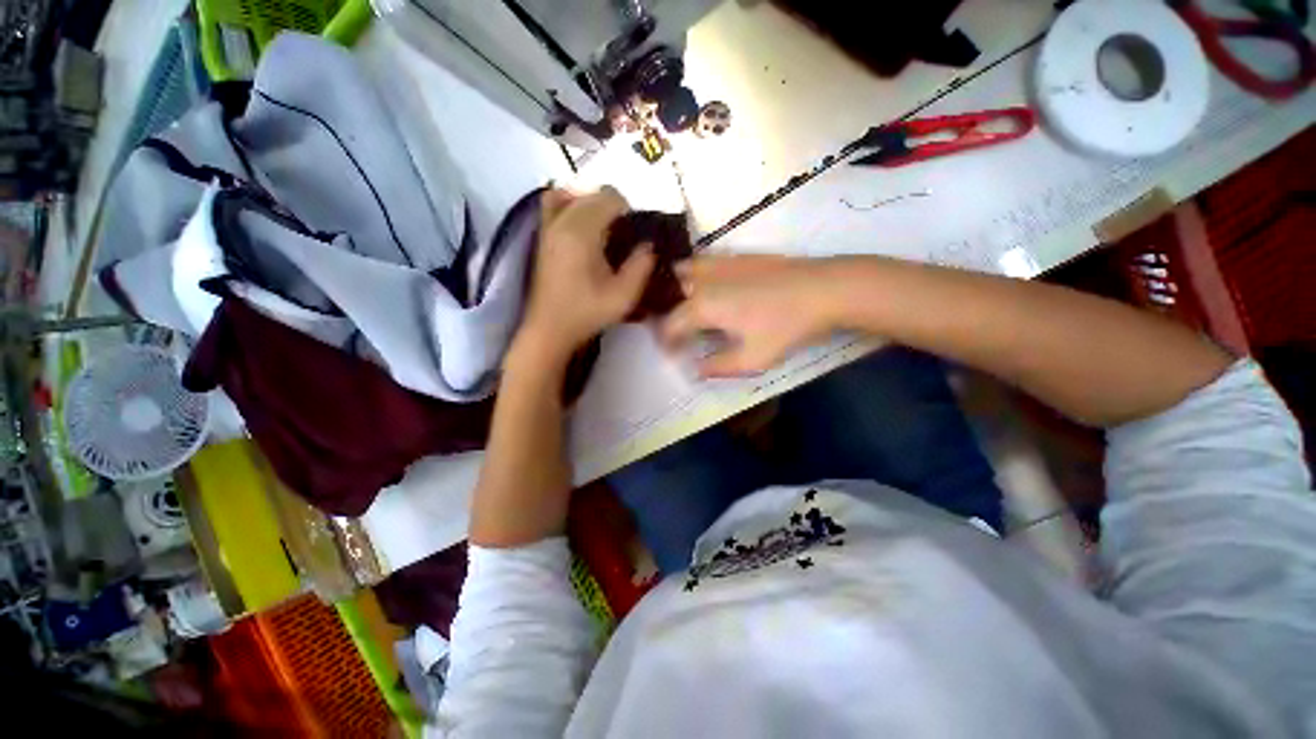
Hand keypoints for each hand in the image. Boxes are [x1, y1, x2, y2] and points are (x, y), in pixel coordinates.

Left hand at [517, 188, 655, 362]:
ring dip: (592, 205)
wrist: (550, 329)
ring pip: (573, 195)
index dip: (628, 211)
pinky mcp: (541, 235)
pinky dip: (569, 204)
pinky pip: (553, 203)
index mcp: (582, 233)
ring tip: (603, 229)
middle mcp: (562, 221)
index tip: (635, 234)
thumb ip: (641, 266)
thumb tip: (648, 244)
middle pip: (592, 194)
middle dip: (613, 208)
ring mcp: (548, 226)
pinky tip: (580, 224)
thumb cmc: (587, 313)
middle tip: (624, 237)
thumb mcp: (623, 296)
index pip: (609, 198)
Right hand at [660, 254, 836, 376]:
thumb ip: (718, 367)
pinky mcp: (739, 255)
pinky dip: (697, 273)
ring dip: (678, 287)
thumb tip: (696, 369)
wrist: (824, 289)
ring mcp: (721, 262)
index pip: (670, 325)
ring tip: (686, 305)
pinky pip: (706, 260)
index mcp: (702, 306)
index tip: (672, 354)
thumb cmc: (785, 327)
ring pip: (685, 269)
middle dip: (666, 312)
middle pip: (671, 293)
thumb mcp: (752, 359)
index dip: (666, 342)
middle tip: (677, 330)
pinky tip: (711, 286)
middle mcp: (704, 280)